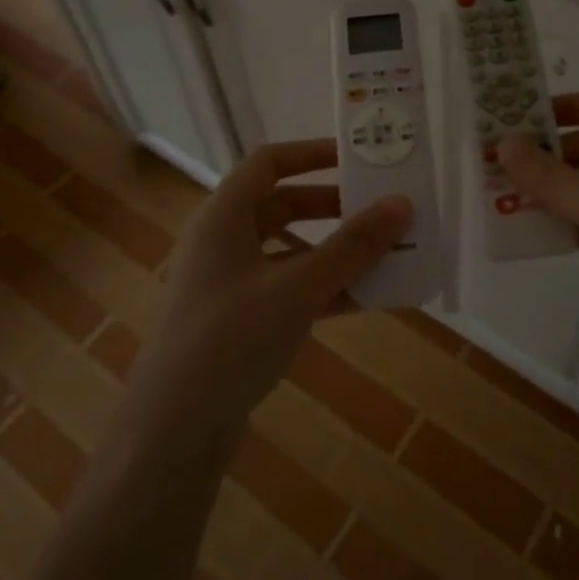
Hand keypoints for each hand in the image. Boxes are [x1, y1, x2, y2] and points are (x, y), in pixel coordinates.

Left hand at [135, 139, 411, 432]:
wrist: (176, 426)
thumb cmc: (232, 337)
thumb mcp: (298, 287)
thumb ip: (352, 247)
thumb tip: (402, 204)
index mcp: (223, 215)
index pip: (269, 162)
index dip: (312, 153)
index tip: (358, 156)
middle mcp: (222, 240)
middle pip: (282, 204)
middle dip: (333, 206)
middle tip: (380, 207)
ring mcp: (230, 282)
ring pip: (290, 250)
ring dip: (334, 251)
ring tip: (384, 253)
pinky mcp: (239, 319)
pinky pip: (289, 288)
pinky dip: (324, 288)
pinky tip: (367, 298)